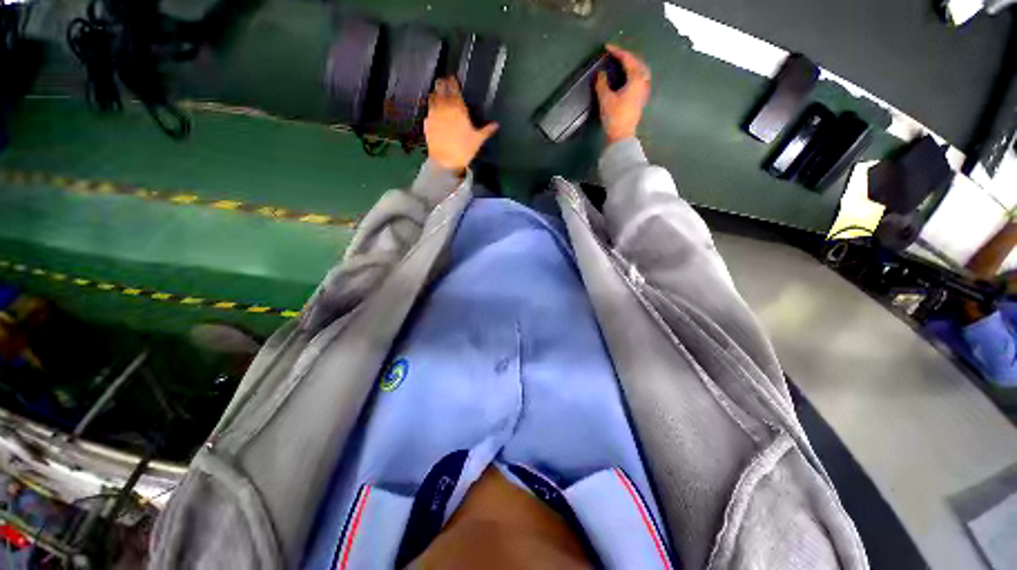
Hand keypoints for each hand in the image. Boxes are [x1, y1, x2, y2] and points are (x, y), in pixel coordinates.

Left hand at [424, 77, 499, 174]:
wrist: (445, 162)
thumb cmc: (464, 150)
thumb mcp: (478, 140)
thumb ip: (487, 130)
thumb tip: (496, 124)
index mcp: (457, 107)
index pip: (453, 87)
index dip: (453, 81)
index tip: (453, 79)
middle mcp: (443, 106)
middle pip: (440, 87)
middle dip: (443, 83)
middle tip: (445, 83)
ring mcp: (433, 113)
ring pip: (432, 96)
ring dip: (436, 93)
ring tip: (439, 94)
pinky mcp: (426, 122)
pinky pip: (428, 110)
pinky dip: (432, 108)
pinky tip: (435, 112)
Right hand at [595, 44, 650, 144]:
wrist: (621, 136)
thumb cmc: (614, 117)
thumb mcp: (606, 99)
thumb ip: (602, 83)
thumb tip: (600, 73)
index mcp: (636, 78)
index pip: (628, 59)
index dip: (617, 52)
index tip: (607, 47)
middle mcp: (643, 81)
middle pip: (637, 62)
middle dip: (626, 56)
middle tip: (615, 54)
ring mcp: (643, 90)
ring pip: (640, 70)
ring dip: (631, 64)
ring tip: (621, 63)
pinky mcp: (640, 98)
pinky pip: (639, 78)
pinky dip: (632, 73)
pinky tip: (626, 77)